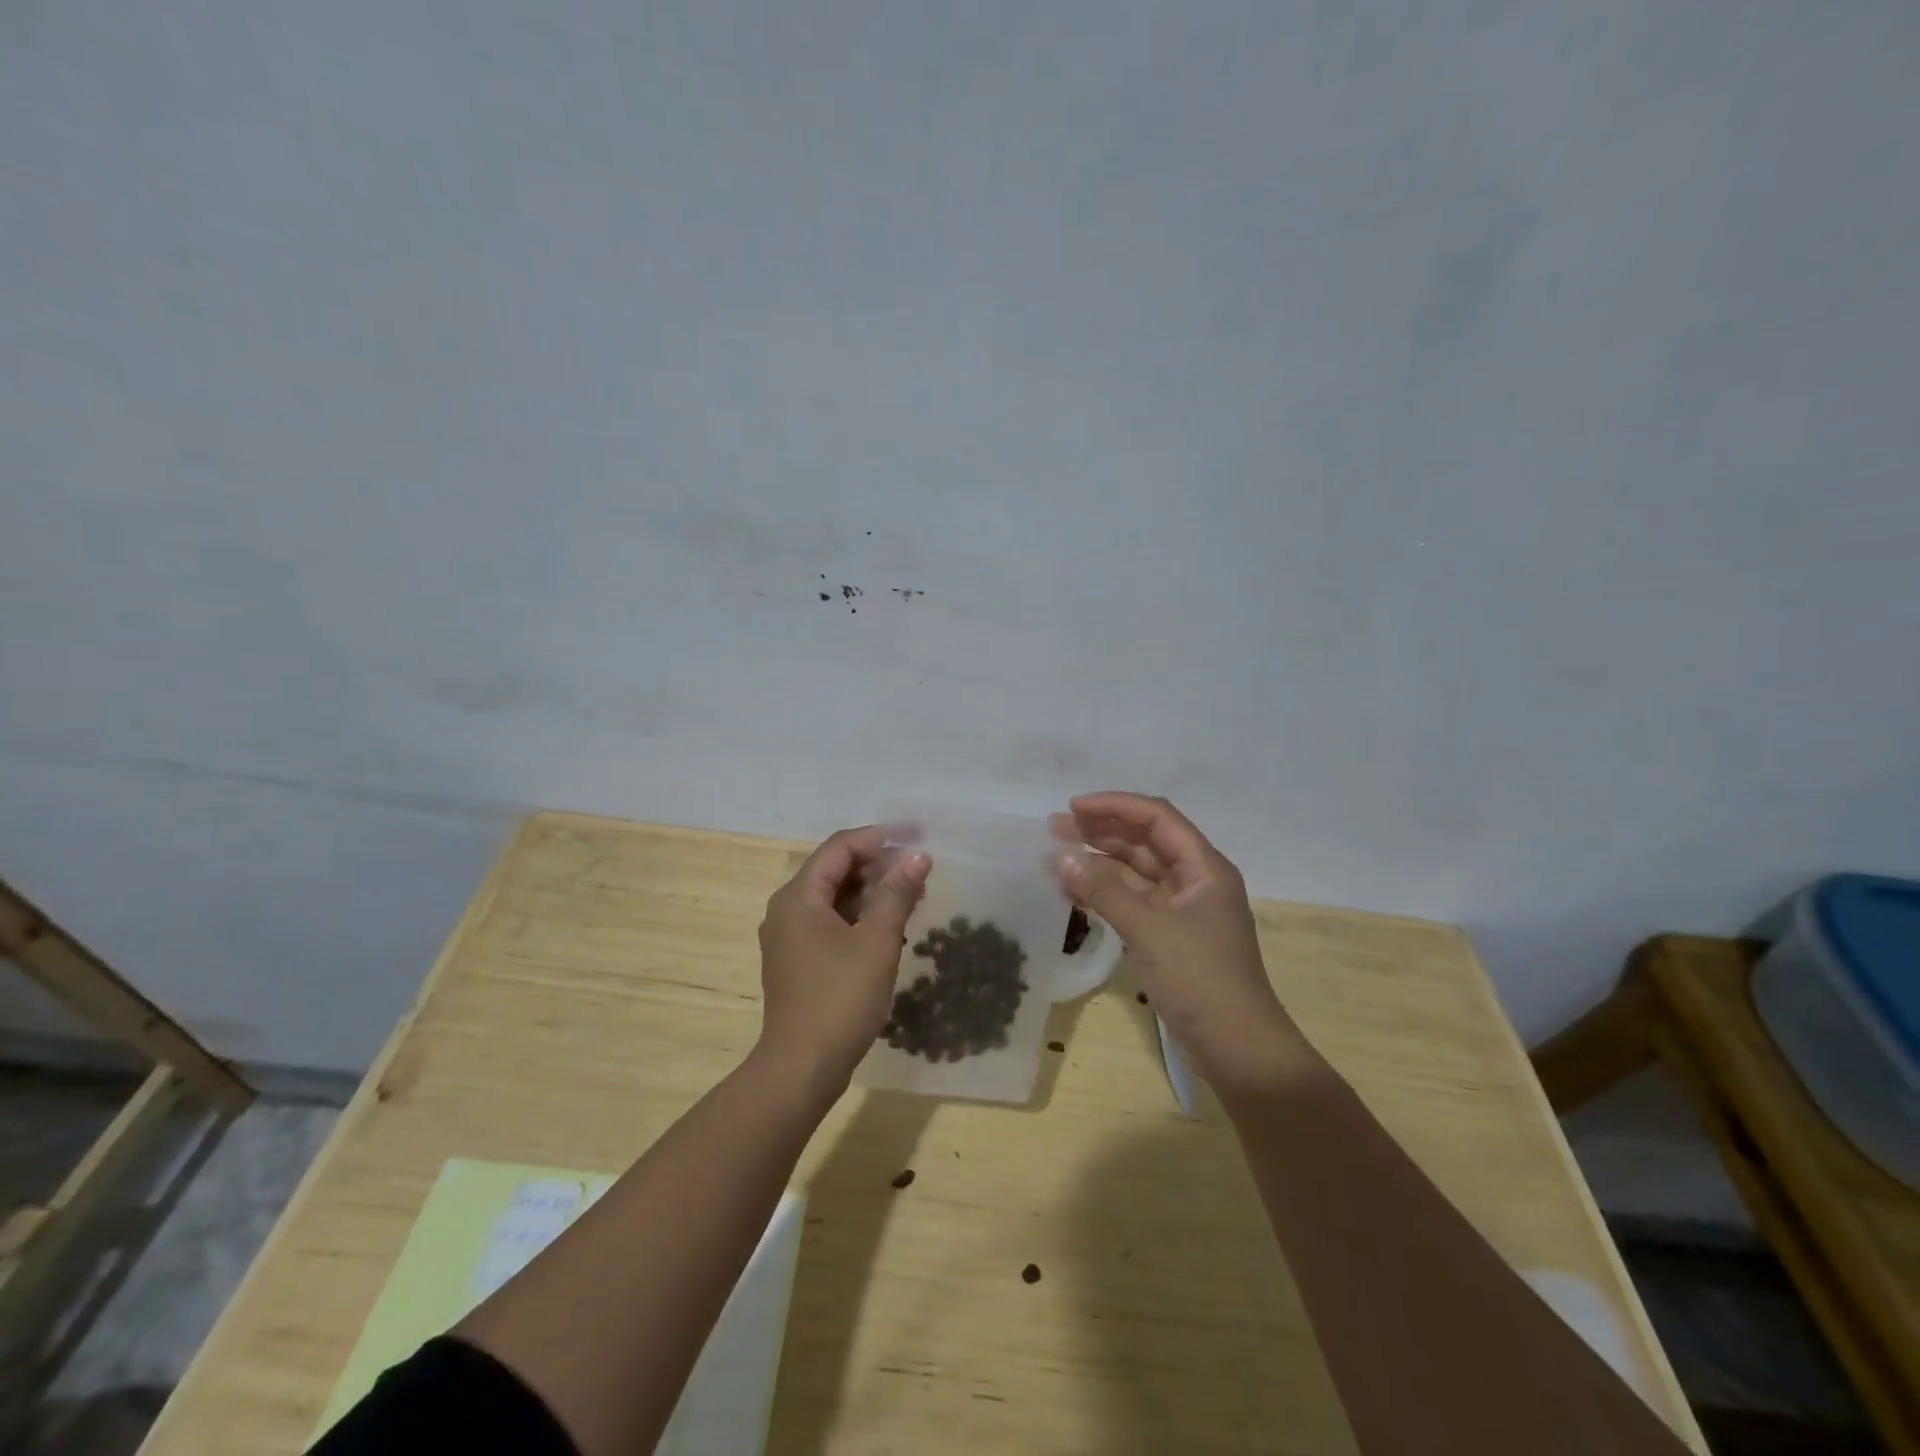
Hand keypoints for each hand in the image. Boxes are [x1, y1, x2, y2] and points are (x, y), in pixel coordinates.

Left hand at [755, 826, 930, 1093]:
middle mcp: (786, 909)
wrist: (802, 1068)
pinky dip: (858, 917)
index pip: (839, 848)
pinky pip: (829, 922)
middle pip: (834, 870)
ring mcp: (789, 937)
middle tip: (918, 870)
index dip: (878, 838)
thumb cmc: (840, 999)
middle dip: (877, 866)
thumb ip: (897, 894)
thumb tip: (918, 857)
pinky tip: (890, 926)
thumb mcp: (877, 941)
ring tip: (912, 896)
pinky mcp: (797, 960)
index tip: (915, 838)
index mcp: (798, 897)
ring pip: (833, 898)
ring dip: (871, 892)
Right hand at [1052, 792, 1313, 1092]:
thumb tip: (1059, 855)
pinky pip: (1130, 902)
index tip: (1073, 808)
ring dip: (1097, 863)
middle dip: (1101, 831)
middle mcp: (1193, 881)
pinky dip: (1102, 894)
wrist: (1237, 1048)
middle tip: (1055, 829)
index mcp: (1203, 867)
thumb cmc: (1200, 978)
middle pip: (1143, 841)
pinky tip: (1071, 893)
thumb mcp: (1150, 928)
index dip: (1115, 806)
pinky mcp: (1167, 936)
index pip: (1157, 818)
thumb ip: (1103, 889)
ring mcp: (1180, 910)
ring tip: (1055, 858)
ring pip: (1134, 872)